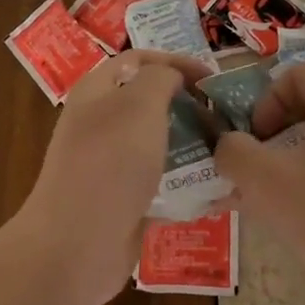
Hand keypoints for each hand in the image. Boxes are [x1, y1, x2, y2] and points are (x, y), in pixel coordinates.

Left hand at [14, 49, 213, 304]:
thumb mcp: (139, 104)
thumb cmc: (110, 162)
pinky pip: (160, 185)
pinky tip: (217, 192)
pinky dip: (186, 185)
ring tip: (228, 152)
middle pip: (148, 104)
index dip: (174, 61)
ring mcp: (109, 166)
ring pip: (157, 146)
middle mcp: (99, 124)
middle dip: (187, 106)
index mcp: (95, 92)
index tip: (211, 77)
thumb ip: (160, 78)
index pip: (136, 60)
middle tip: (224, 116)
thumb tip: (172, 77)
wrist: (76, 244)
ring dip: (191, 146)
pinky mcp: (122, 202)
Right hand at [213, 64, 304, 304]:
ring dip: (285, 166)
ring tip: (261, 204)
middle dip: (271, 136)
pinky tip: (293, 226)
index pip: (299, 74)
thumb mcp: (265, 182)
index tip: (255, 139)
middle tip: (251, 172)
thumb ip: (233, 153)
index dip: (266, 99)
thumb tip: (227, 147)